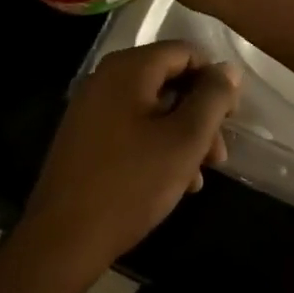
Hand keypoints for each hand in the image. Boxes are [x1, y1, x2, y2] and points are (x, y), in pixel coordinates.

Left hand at [19, 41, 238, 272]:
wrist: (63, 240)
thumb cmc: (131, 184)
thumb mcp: (185, 139)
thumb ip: (212, 98)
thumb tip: (228, 69)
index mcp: (128, 68)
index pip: (186, 52)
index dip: (214, 80)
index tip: (230, 118)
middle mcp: (106, 78)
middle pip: (169, 80)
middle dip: (200, 114)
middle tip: (219, 154)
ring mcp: (91, 107)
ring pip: (153, 107)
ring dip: (183, 135)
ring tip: (199, 175)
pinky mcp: (85, 136)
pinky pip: (132, 126)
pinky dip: (157, 144)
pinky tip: (173, 181)